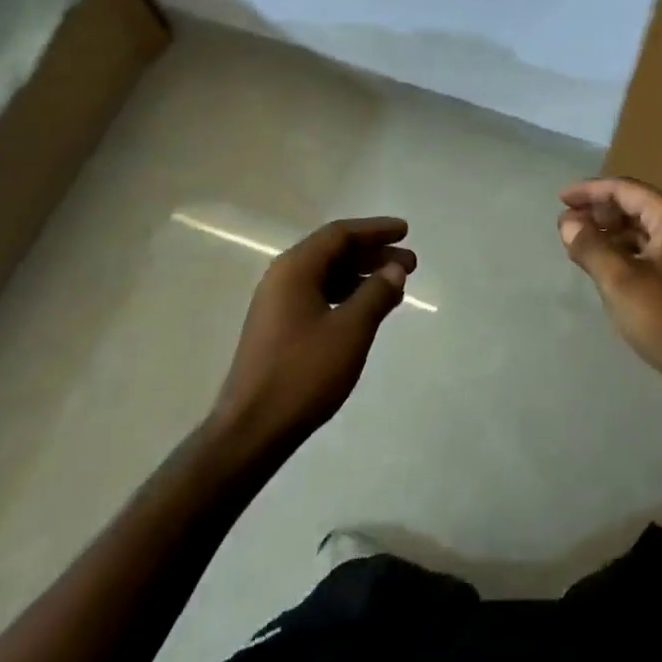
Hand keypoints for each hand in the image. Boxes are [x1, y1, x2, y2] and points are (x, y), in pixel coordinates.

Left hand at [213, 217, 415, 446]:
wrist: (251, 431)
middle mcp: (283, 278)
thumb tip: (394, 268)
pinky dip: (347, 296)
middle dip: (373, 254)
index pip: (340, 235)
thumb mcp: (350, 330)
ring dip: (362, 276)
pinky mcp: (278, 328)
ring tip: (396, 288)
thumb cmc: (303, 373)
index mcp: (295, 269)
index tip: (405, 232)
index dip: (375, 230)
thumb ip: (376, 293)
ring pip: (327, 276)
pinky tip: (369, 311)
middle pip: (333, 252)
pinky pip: (319, 296)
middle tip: (410, 264)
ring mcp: (277, 304)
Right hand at [558, 178, 661, 396]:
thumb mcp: (619, 280)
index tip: (560, 200)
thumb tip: (568, 223)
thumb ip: (590, 246)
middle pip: (634, 205)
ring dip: (609, 232)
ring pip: (641, 229)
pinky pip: (648, 250)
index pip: (625, 189)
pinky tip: (604, 265)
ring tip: (578, 243)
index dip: (590, 191)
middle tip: (567, 223)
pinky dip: (623, 251)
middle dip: (599, 211)